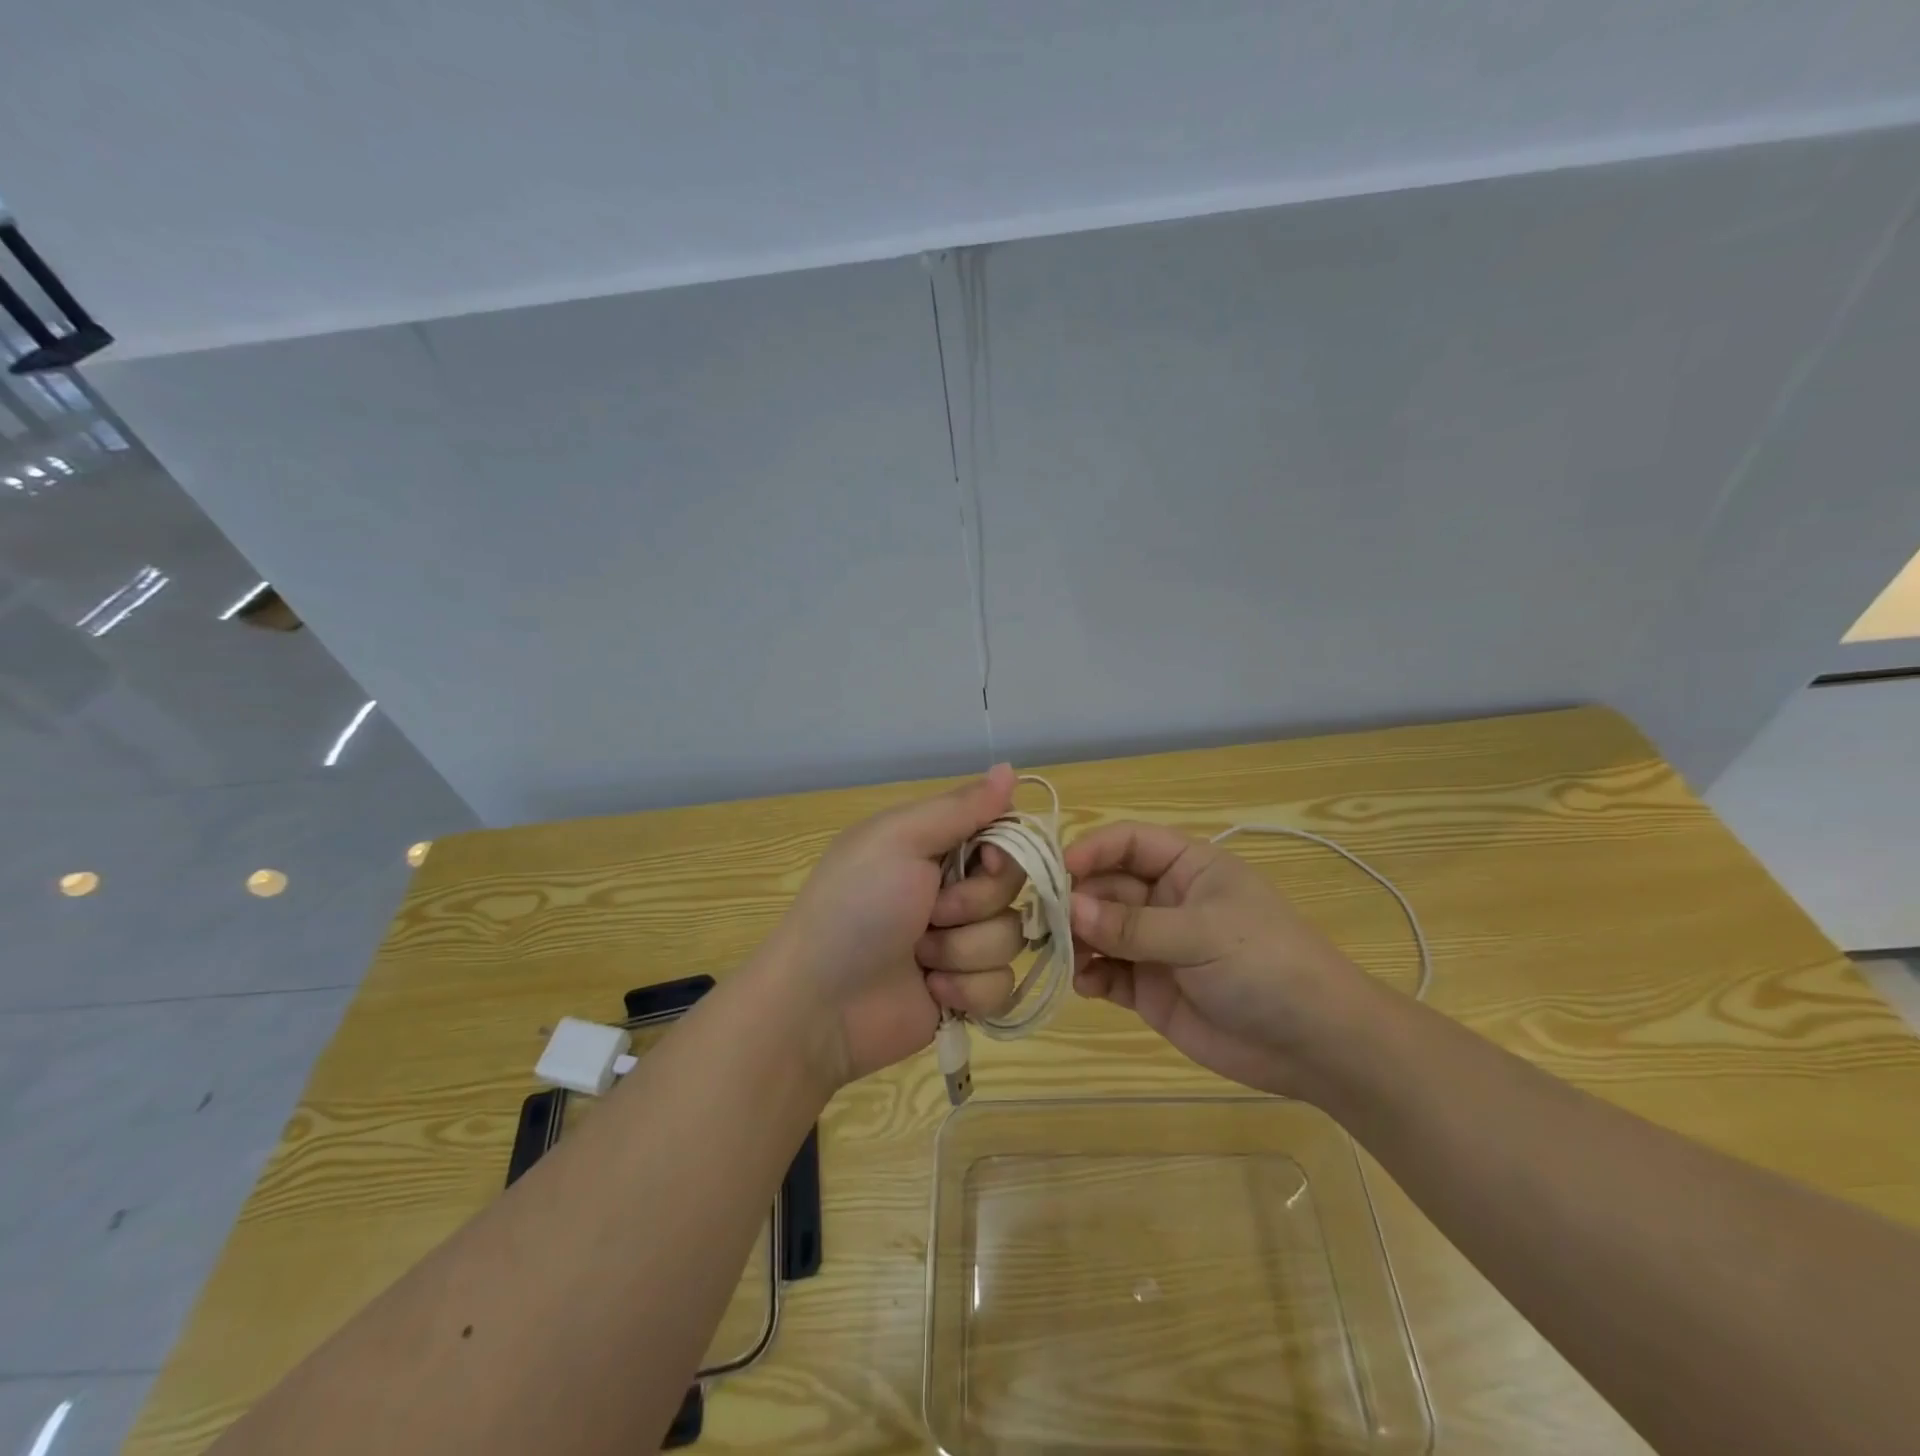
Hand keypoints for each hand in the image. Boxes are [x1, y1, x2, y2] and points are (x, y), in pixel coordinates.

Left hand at [769, 764, 1030, 1086]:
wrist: (819, 1004)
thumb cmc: (854, 907)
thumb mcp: (899, 840)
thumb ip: (960, 808)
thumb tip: (1010, 768)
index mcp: (934, 846)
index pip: (1003, 834)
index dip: (1006, 851)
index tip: (987, 860)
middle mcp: (951, 890)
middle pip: (1012, 888)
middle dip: (973, 904)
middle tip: (929, 913)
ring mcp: (959, 943)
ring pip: (1010, 938)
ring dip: (964, 950)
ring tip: (920, 957)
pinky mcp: (964, 993)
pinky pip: (1003, 985)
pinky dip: (968, 989)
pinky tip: (931, 990)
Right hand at [1065, 821, 1377, 1097]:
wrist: (1316, 1045)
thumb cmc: (1266, 965)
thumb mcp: (1202, 934)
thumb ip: (1133, 925)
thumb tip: (1068, 908)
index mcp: (1187, 868)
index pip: (1127, 843)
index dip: (1091, 850)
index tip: (1055, 871)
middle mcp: (1165, 900)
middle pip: (1105, 886)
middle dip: (1075, 900)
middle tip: (1044, 922)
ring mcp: (1155, 946)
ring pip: (1099, 930)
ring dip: (1076, 939)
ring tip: (1058, 954)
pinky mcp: (1150, 989)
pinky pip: (1108, 974)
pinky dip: (1090, 976)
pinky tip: (1086, 986)